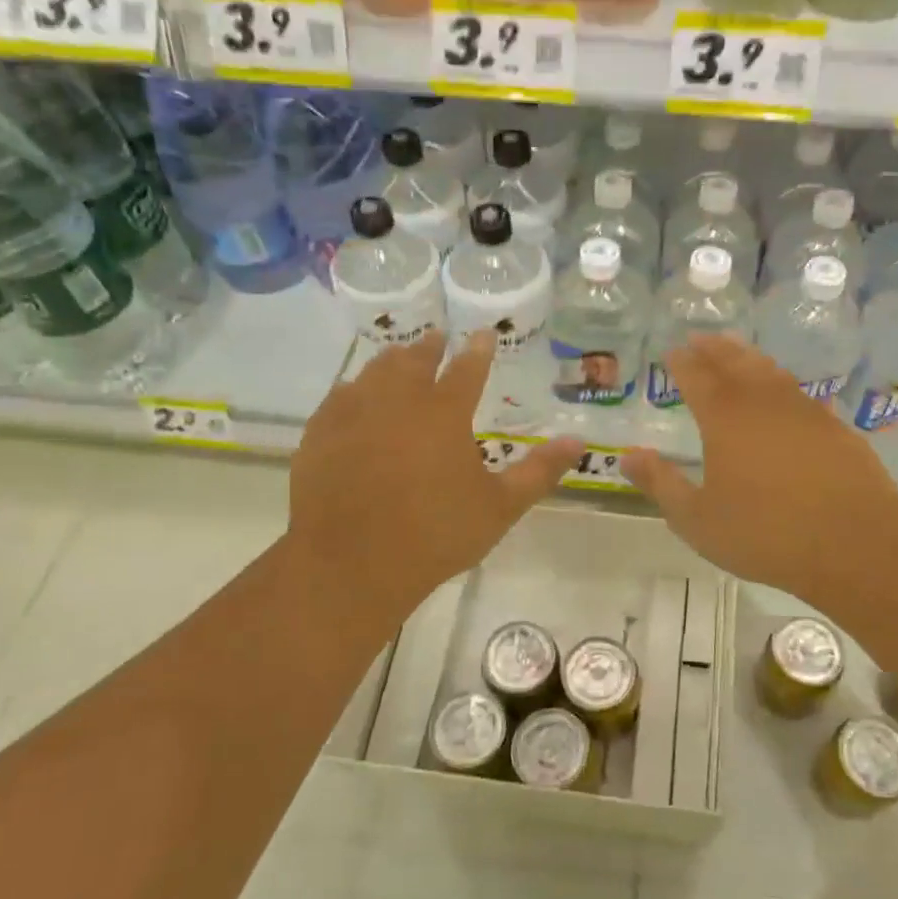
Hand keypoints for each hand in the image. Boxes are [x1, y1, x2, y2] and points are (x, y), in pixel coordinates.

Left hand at [284, 331, 582, 635]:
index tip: (484, 333)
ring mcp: (353, 415)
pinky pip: (338, 398)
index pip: (467, 369)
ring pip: (373, 372)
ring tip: (398, 356)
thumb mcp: (500, 507)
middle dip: (429, 346)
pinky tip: (352, 393)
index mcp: (444, 414)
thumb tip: (577, 441)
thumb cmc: (435, 535)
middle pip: (414, 360)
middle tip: (436, 337)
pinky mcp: (320, 435)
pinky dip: (352, 388)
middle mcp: (398, 401)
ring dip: (391, 360)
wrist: (351, 564)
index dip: (478, 350)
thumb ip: (539, 472)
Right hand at [622, 333, 897, 609]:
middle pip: (734, 363)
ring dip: (748, 357)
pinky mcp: (834, 427)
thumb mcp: (697, 519)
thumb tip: (628, 456)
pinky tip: (784, 393)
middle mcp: (763, 403)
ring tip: (736, 351)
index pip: (696, 377)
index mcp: (725, 419)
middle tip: (700, 337)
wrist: (855, 544)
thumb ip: (661, 484)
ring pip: (770, 372)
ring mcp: (804, 411)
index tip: (672, 351)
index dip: (682, 362)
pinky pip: (800, 393)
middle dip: (713, 348)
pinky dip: (783, 384)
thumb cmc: (766, 534)